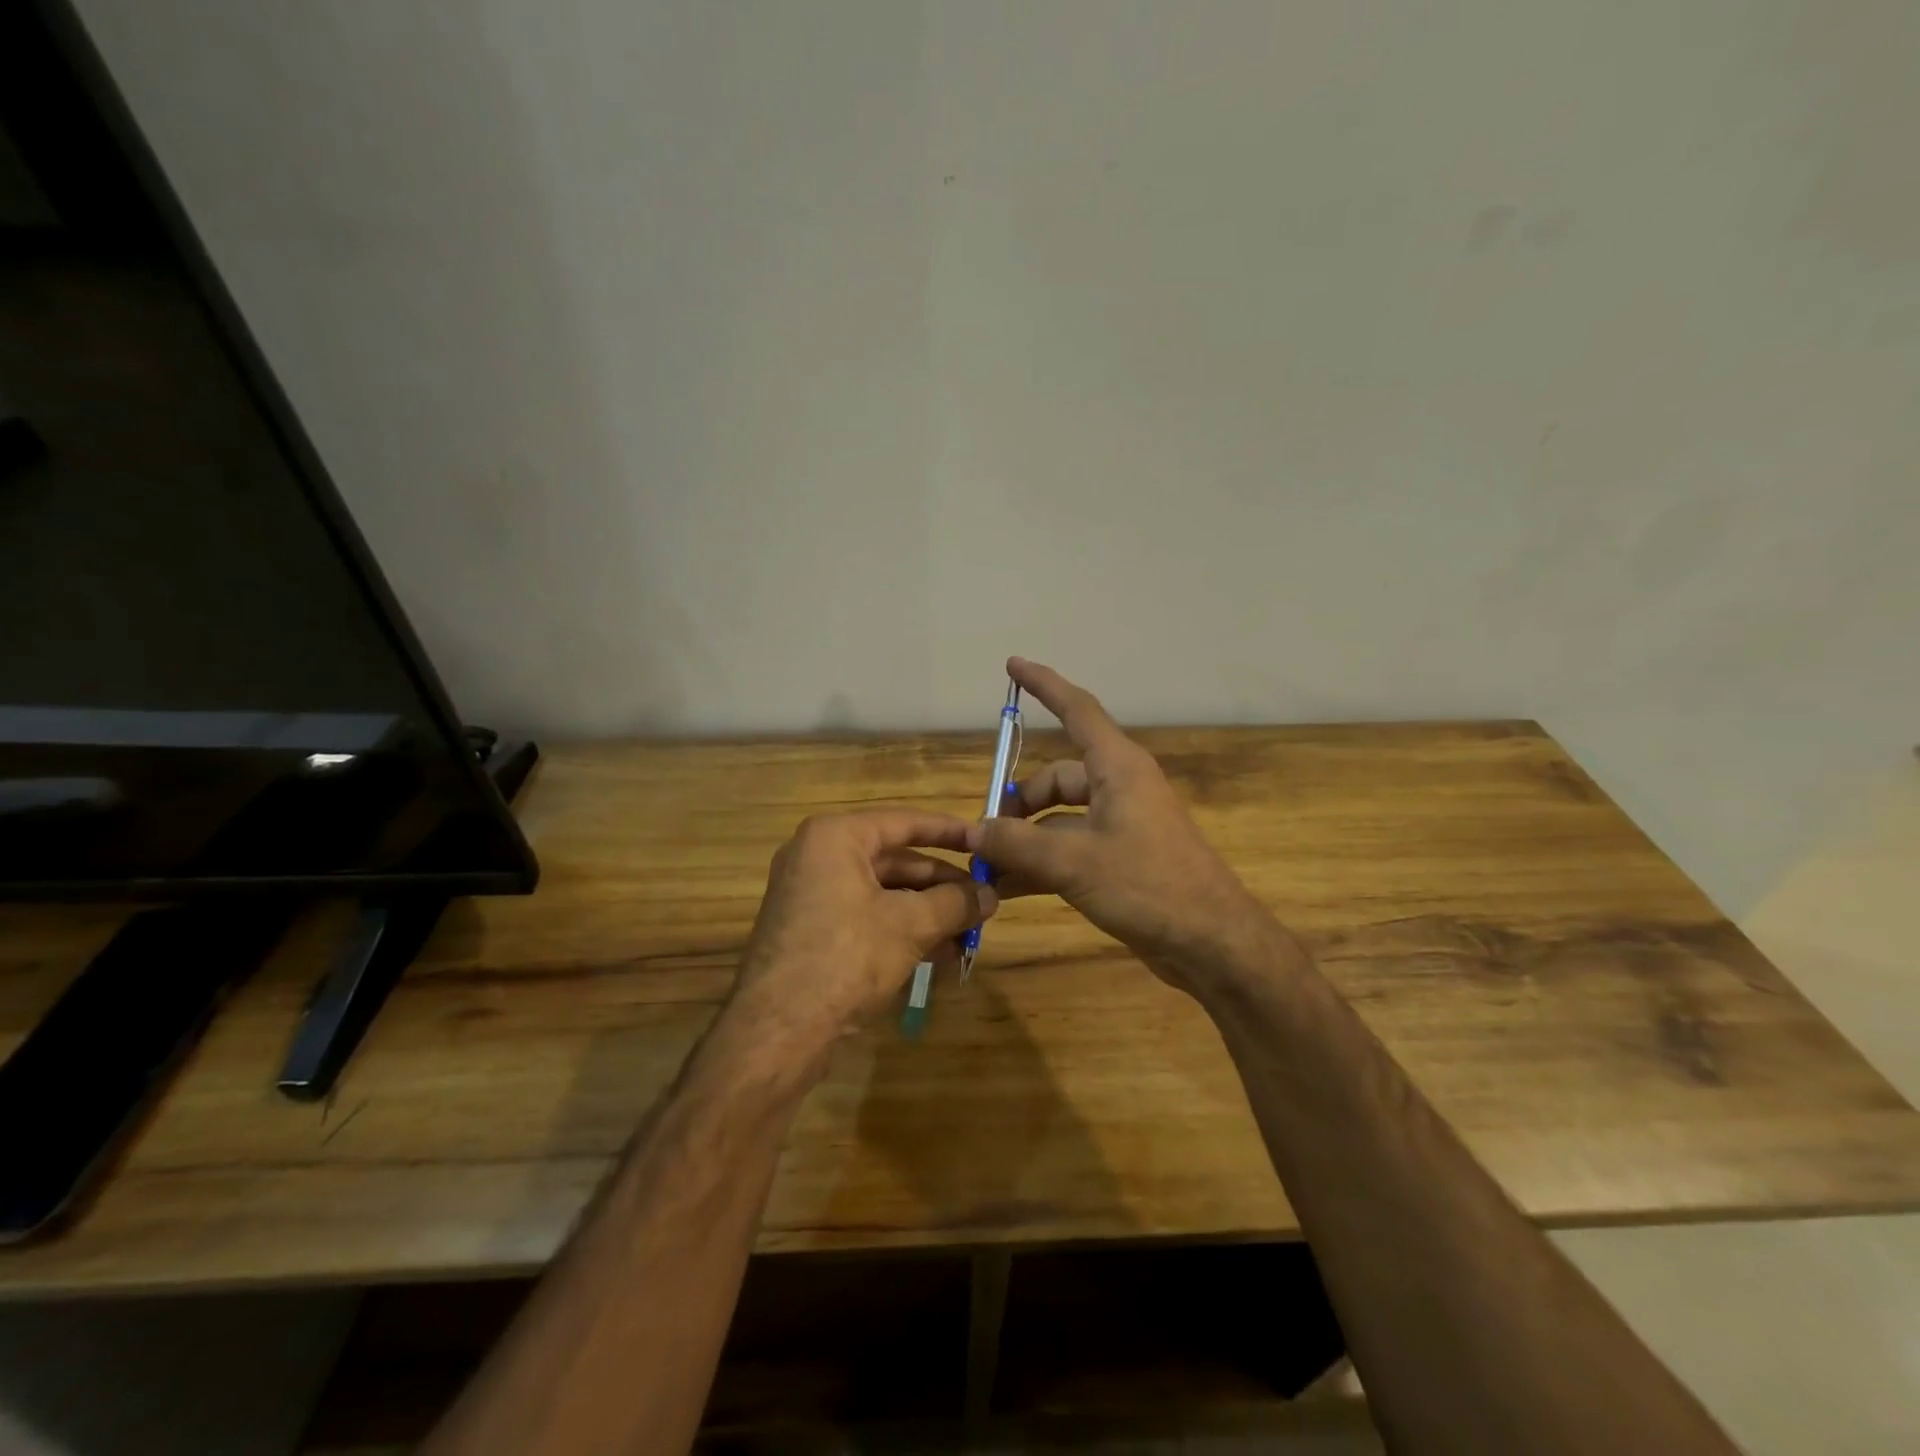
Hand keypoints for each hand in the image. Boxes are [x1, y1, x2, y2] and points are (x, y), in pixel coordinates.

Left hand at [719, 809, 996, 1081]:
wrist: (777, 1032)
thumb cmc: (845, 958)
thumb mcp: (909, 926)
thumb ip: (954, 903)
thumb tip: (991, 895)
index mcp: (835, 838)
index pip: (904, 822)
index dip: (949, 832)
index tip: (984, 841)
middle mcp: (818, 857)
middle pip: (895, 860)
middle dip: (942, 884)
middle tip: (984, 900)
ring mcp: (811, 895)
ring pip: (883, 893)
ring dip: (928, 912)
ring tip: (969, 933)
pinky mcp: (811, 930)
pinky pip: (866, 916)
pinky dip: (902, 929)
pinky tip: (939, 953)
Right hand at [967, 658, 1272, 992]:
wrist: (1211, 943)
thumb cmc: (1149, 886)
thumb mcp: (1075, 862)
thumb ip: (1019, 844)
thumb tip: (974, 830)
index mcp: (1118, 768)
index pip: (1077, 710)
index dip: (1044, 685)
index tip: (1013, 664)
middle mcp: (1119, 788)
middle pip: (1056, 778)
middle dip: (1018, 803)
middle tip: (983, 835)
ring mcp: (1120, 826)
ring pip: (1058, 819)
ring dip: (1024, 839)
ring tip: (987, 866)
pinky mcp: (1119, 860)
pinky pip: (1068, 849)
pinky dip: (1040, 863)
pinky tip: (1007, 889)